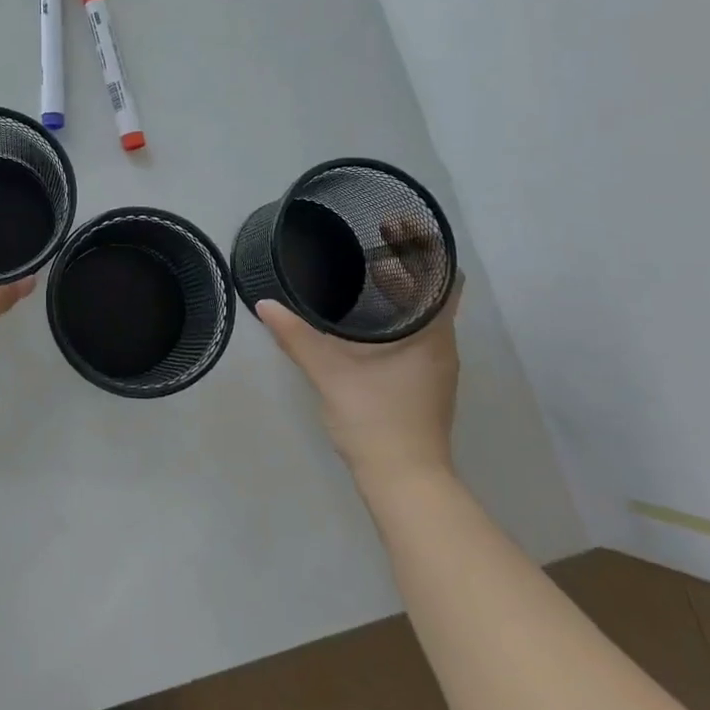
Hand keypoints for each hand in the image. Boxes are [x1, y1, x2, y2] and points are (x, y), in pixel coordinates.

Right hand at [257, 224, 461, 494]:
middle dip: (406, 268)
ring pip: (425, 318)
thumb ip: (296, 336)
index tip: (397, 229)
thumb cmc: (375, 418)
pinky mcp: (425, 385)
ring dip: (401, 295)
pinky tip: (365, 324)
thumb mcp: (330, 373)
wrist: (404, 481)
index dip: (425, 250)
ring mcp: (436, 368)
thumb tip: (265, 303)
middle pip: (434, 294)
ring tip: (363, 276)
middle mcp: (442, 346)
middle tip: (368, 244)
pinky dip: (397, 320)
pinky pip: (417, 337)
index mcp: (431, 335)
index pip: (444, 278)